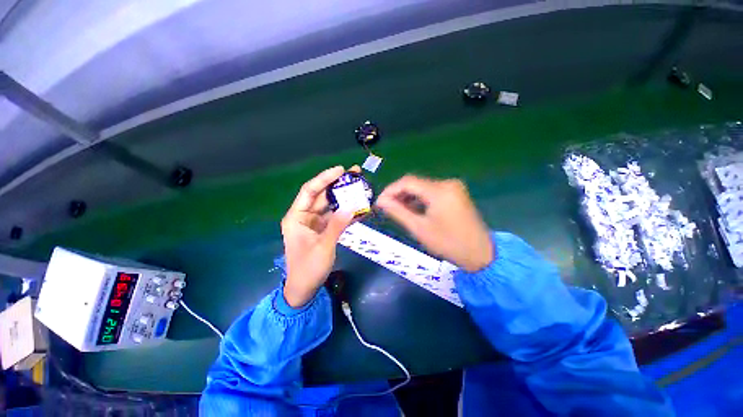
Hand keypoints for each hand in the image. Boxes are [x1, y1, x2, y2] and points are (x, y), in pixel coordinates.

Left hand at [281, 166, 356, 307]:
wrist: (305, 289)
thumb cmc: (308, 269)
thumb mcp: (324, 246)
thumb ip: (337, 225)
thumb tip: (352, 206)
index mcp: (296, 217)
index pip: (310, 191)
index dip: (325, 178)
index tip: (341, 170)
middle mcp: (304, 216)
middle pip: (322, 195)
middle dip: (338, 185)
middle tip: (355, 174)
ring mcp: (315, 223)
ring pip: (330, 205)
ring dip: (344, 197)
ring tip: (360, 187)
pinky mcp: (323, 230)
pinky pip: (335, 217)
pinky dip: (346, 212)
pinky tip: (359, 207)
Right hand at [376, 175, 493, 271]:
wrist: (480, 254)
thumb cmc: (448, 243)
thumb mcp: (419, 228)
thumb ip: (398, 212)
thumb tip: (380, 201)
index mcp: (439, 191)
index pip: (407, 182)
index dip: (390, 190)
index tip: (379, 202)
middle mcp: (447, 183)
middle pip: (415, 183)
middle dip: (398, 194)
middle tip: (386, 207)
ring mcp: (453, 187)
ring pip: (423, 187)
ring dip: (408, 196)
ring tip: (396, 209)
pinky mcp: (456, 193)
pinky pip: (432, 192)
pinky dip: (420, 199)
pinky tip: (412, 209)